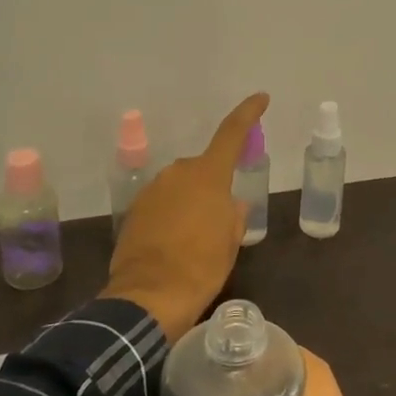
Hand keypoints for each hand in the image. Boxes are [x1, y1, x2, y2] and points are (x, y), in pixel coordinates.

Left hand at [102, 93, 266, 342]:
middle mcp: (178, 173)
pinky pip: (162, 203)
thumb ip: (234, 215)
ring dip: (191, 201)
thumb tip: (231, 205)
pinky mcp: (135, 211)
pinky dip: (172, 215)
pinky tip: (176, 243)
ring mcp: (152, 190)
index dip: (248, 113)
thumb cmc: (201, 266)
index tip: (261, 98)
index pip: (232, 133)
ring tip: (197, 237)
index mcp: (208, 175)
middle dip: (214, 185)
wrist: (149, 297)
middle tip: (222, 217)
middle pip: (204, 168)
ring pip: (181, 186)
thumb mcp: (230, 241)